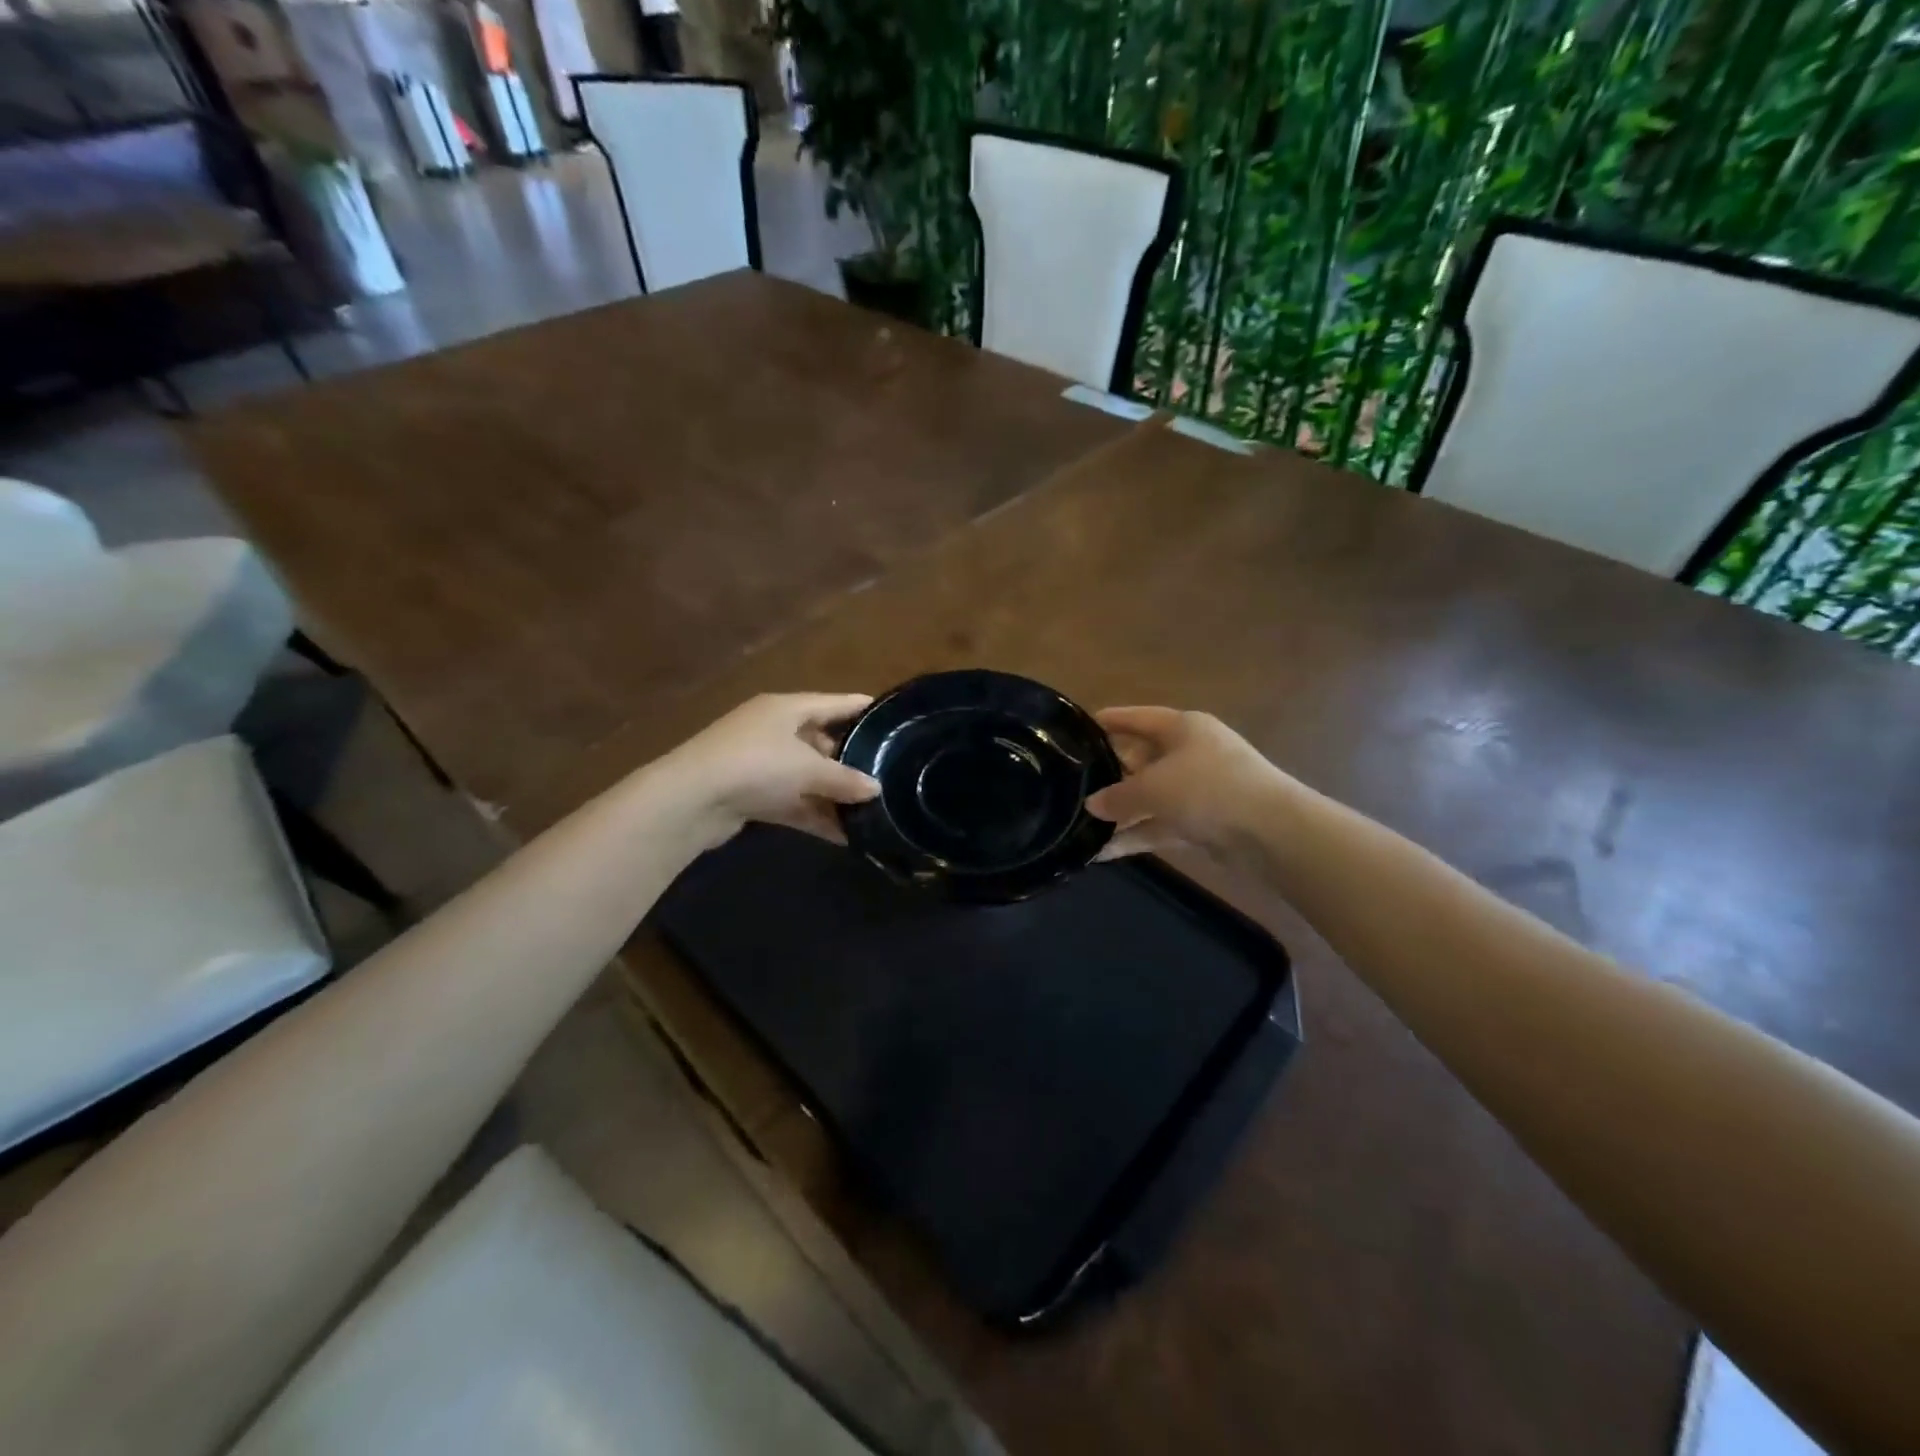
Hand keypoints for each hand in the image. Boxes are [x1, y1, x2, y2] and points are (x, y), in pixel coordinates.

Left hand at [656, 693, 879, 850]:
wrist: (689, 800)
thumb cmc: (756, 765)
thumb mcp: (808, 769)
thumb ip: (845, 779)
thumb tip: (877, 788)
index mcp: (787, 708)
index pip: (835, 703)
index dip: (863, 709)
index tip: (892, 718)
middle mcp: (773, 730)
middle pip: (821, 741)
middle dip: (851, 760)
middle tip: (886, 773)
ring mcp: (760, 763)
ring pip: (807, 776)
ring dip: (833, 795)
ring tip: (871, 811)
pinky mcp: (751, 794)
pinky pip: (793, 802)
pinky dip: (814, 815)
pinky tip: (844, 836)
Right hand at [1087, 706, 1292, 862]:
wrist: (1271, 832)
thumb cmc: (1208, 789)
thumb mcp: (1153, 788)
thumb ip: (1118, 796)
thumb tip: (1091, 804)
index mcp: (1183, 728)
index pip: (1140, 718)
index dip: (1113, 720)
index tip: (1083, 725)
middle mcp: (1191, 753)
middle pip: (1143, 758)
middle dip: (1111, 773)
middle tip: (1075, 783)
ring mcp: (1199, 789)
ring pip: (1150, 796)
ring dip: (1121, 812)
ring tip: (1081, 824)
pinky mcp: (1203, 822)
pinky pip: (1160, 824)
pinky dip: (1136, 836)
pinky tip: (1103, 852)